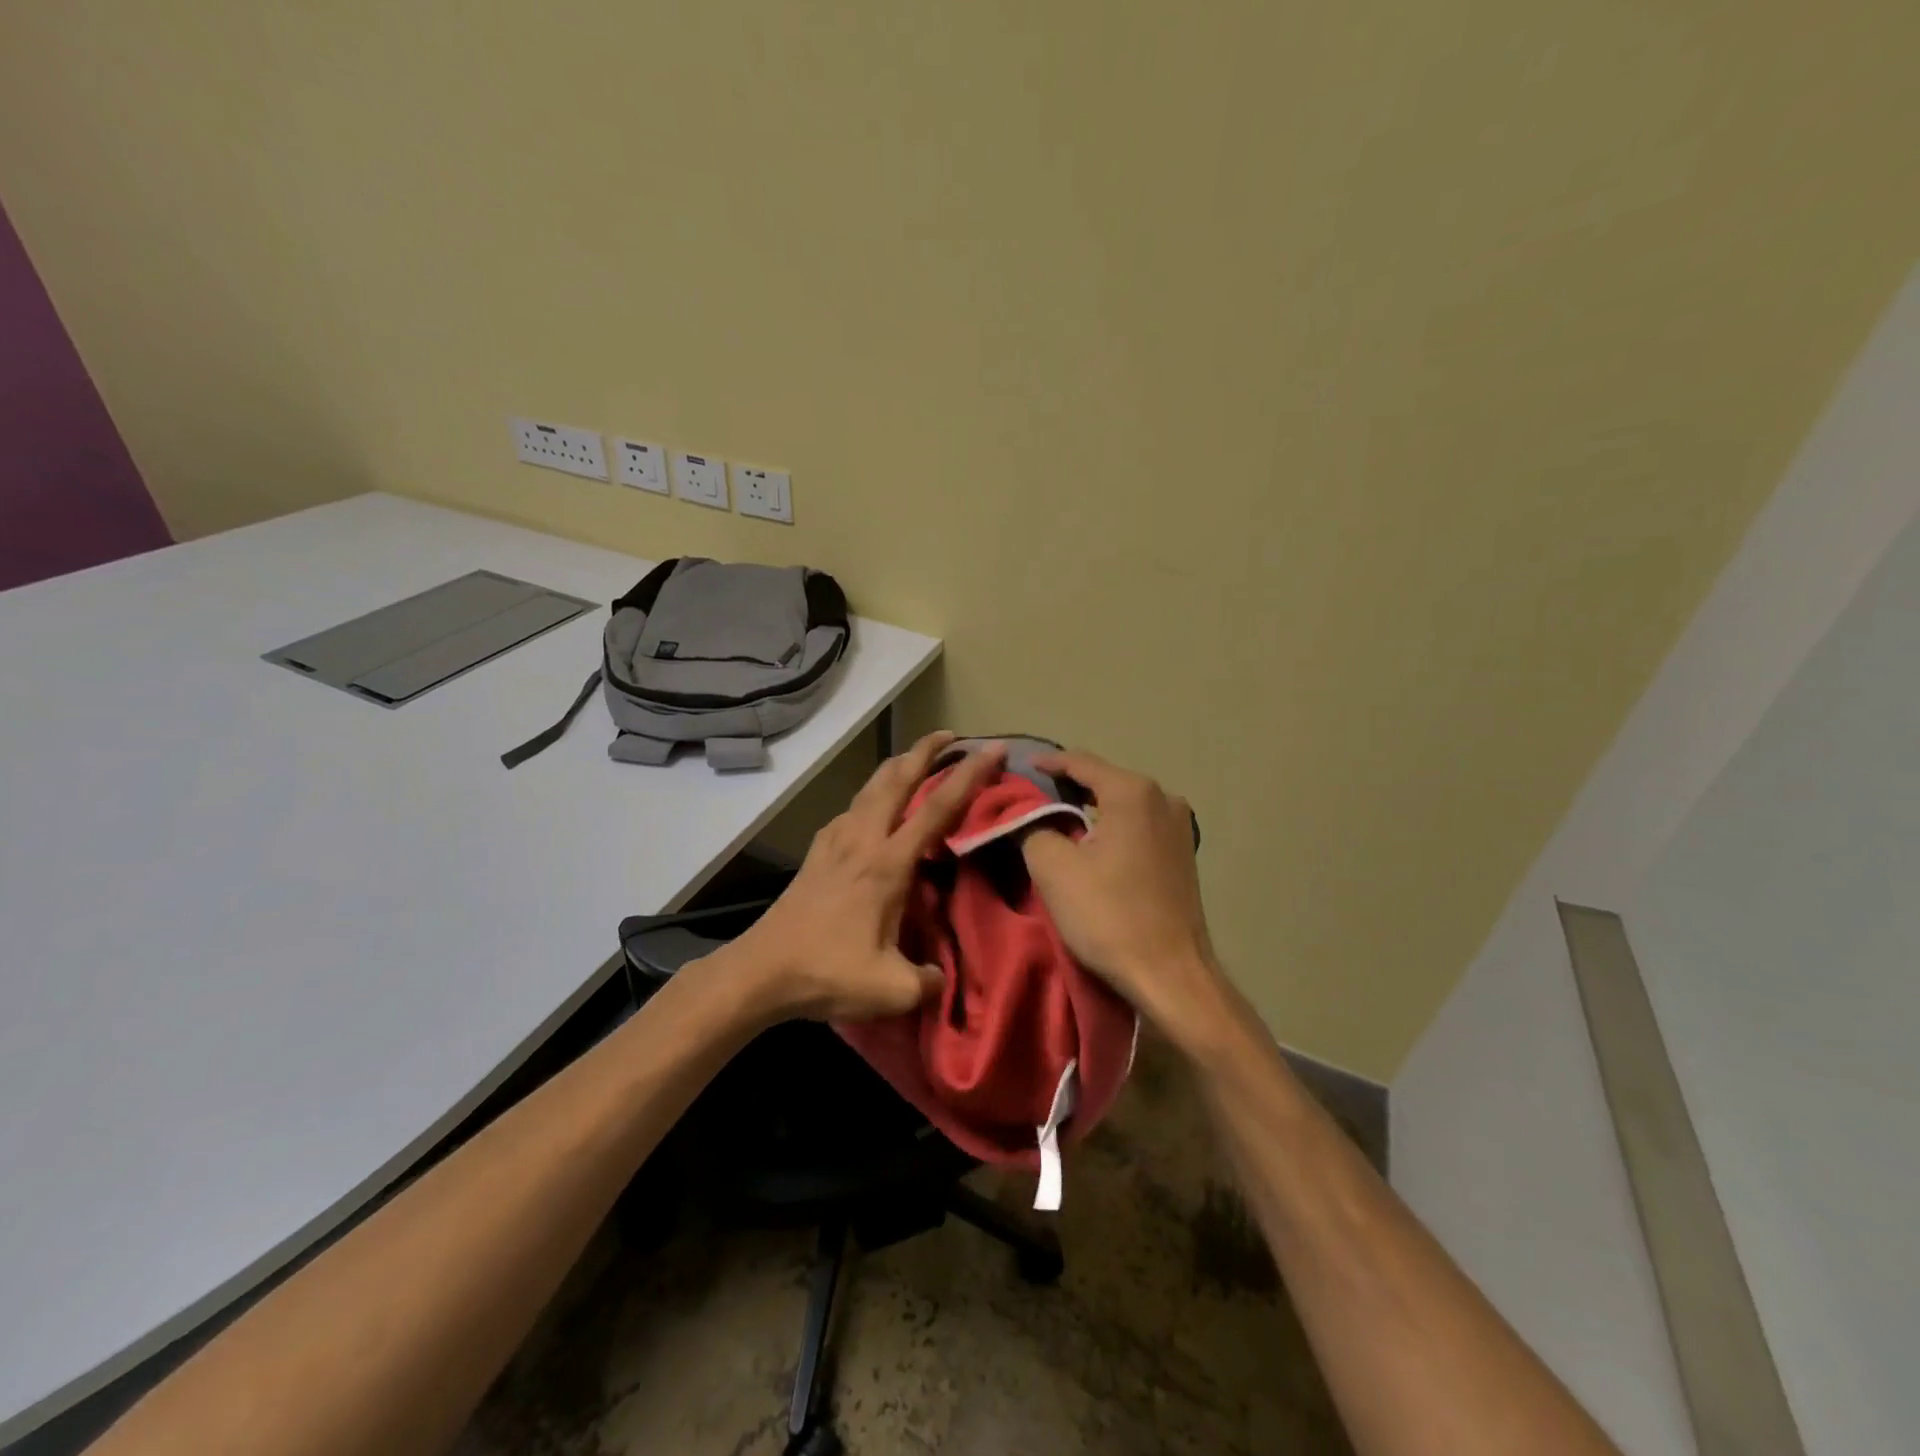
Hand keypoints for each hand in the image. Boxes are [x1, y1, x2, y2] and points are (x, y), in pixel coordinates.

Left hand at [729, 731, 1006, 1021]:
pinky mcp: (817, 852)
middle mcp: (862, 840)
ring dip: (895, 767)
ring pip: (870, 788)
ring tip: (913, 760)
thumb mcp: (891, 990)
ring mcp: (835, 842)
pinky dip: (871, 795)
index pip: (937, 809)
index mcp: (887, 864)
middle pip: (896, 779)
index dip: (969, 776)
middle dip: (924, 751)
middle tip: (948, 735)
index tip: (994, 748)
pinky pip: (851, 809)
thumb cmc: (827, 973)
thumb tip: (941, 978)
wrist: (761, 971)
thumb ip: (928, 983)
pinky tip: (871, 809)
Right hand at [1021, 750, 1230, 1048]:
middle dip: (1067, 788)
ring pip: (1122, 805)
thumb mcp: (1053, 868)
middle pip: (1103, 781)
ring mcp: (1179, 826)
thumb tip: (1026, 814)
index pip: (1080, 763)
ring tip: (1056, 821)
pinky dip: (1111, 828)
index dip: (1046, 764)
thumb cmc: (1109, 915)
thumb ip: (1032, 826)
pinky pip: (1137, 826)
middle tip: (1031, 799)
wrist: (1171, 974)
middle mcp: (1163, 798)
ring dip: (1089, 811)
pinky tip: (1092, 845)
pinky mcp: (1183, 854)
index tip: (1020, 769)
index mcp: (1133, 792)